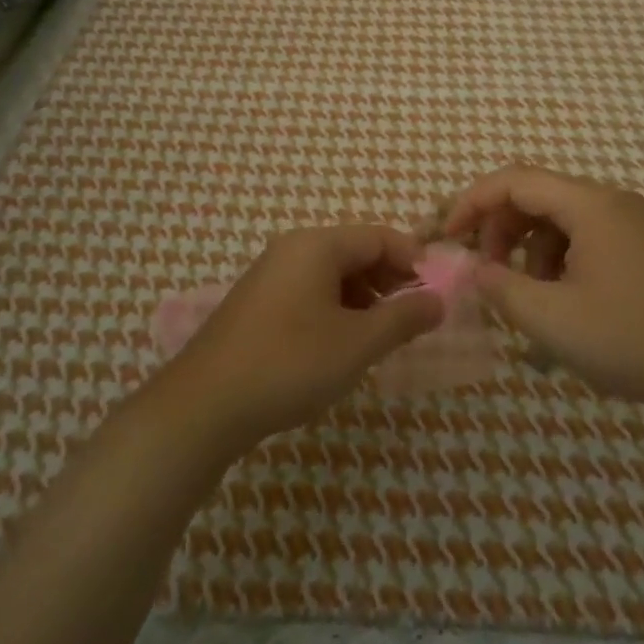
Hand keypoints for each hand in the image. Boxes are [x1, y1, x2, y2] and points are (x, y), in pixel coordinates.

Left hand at [164, 225, 443, 449]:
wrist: (204, 406)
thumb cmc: (290, 363)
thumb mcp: (358, 343)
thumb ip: (403, 318)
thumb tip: (439, 301)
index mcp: (317, 245)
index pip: (379, 237)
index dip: (414, 261)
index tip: (437, 294)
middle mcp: (292, 249)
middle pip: (355, 252)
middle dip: (390, 281)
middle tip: (414, 318)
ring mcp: (270, 276)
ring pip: (332, 275)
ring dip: (364, 299)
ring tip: (381, 337)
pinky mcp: (257, 304)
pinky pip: (309, 293)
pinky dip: (336, 310)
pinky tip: (342, 345)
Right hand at [443, 166, 643, 413]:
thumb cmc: (635, 339)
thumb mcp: (553, 320)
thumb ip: (501, 288)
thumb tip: (474, 270)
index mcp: (590, 205)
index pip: (514, 180)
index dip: (472, 202)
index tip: (447, 237)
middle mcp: (612, 202)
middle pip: (537, 196)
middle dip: (500, 229)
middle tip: (485, 273)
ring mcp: (634, 224)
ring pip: (561, 220)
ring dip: (530, 250)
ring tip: (526, 298)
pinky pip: (587, 239)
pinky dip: (560, 261)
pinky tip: (562, 304)